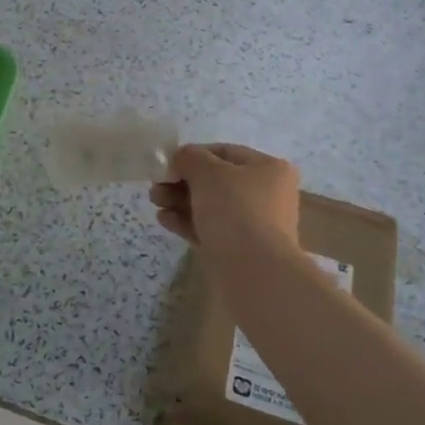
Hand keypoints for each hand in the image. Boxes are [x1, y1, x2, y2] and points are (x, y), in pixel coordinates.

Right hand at [150, 143, 299, 253]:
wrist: (254, 272)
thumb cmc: (235, 210)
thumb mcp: (208, 172)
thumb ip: (189, 158)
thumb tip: (180, 160)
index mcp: (269, 169)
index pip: (224, 153)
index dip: (192, 155)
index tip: (167, 165)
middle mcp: (266, 194)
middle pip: (215, 181)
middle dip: (182, 182)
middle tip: (156, 187)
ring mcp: (254, 224)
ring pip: (210, 206)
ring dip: (180, 201)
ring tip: (155, 203)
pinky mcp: (239, 249)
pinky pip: (210, 229)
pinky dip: (187, 222)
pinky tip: (164, 220)